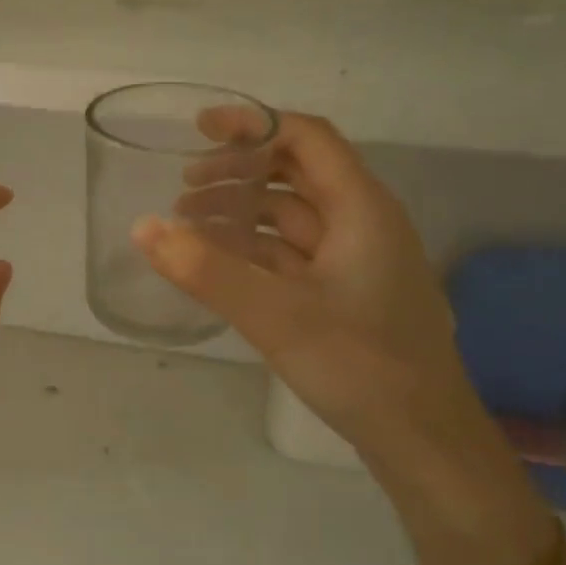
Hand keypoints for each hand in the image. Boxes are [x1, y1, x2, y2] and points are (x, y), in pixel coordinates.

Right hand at [135, 112, 474, 450]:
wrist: (422, 439)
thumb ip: (206, 270)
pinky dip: (255, 250)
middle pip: (296, 174)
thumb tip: (143, 228)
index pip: (306, 138)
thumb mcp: (275, 314)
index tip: (198, 130)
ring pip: (292, 218)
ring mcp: (356, 261)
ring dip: (242, 213)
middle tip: (182, 188)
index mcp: (361, 208)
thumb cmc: (359, 365)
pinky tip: (220, 265)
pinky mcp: (346, 295)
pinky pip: (293, 255)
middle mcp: (363, 223)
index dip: (253, 125)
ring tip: (188, 226)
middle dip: (237, 173)